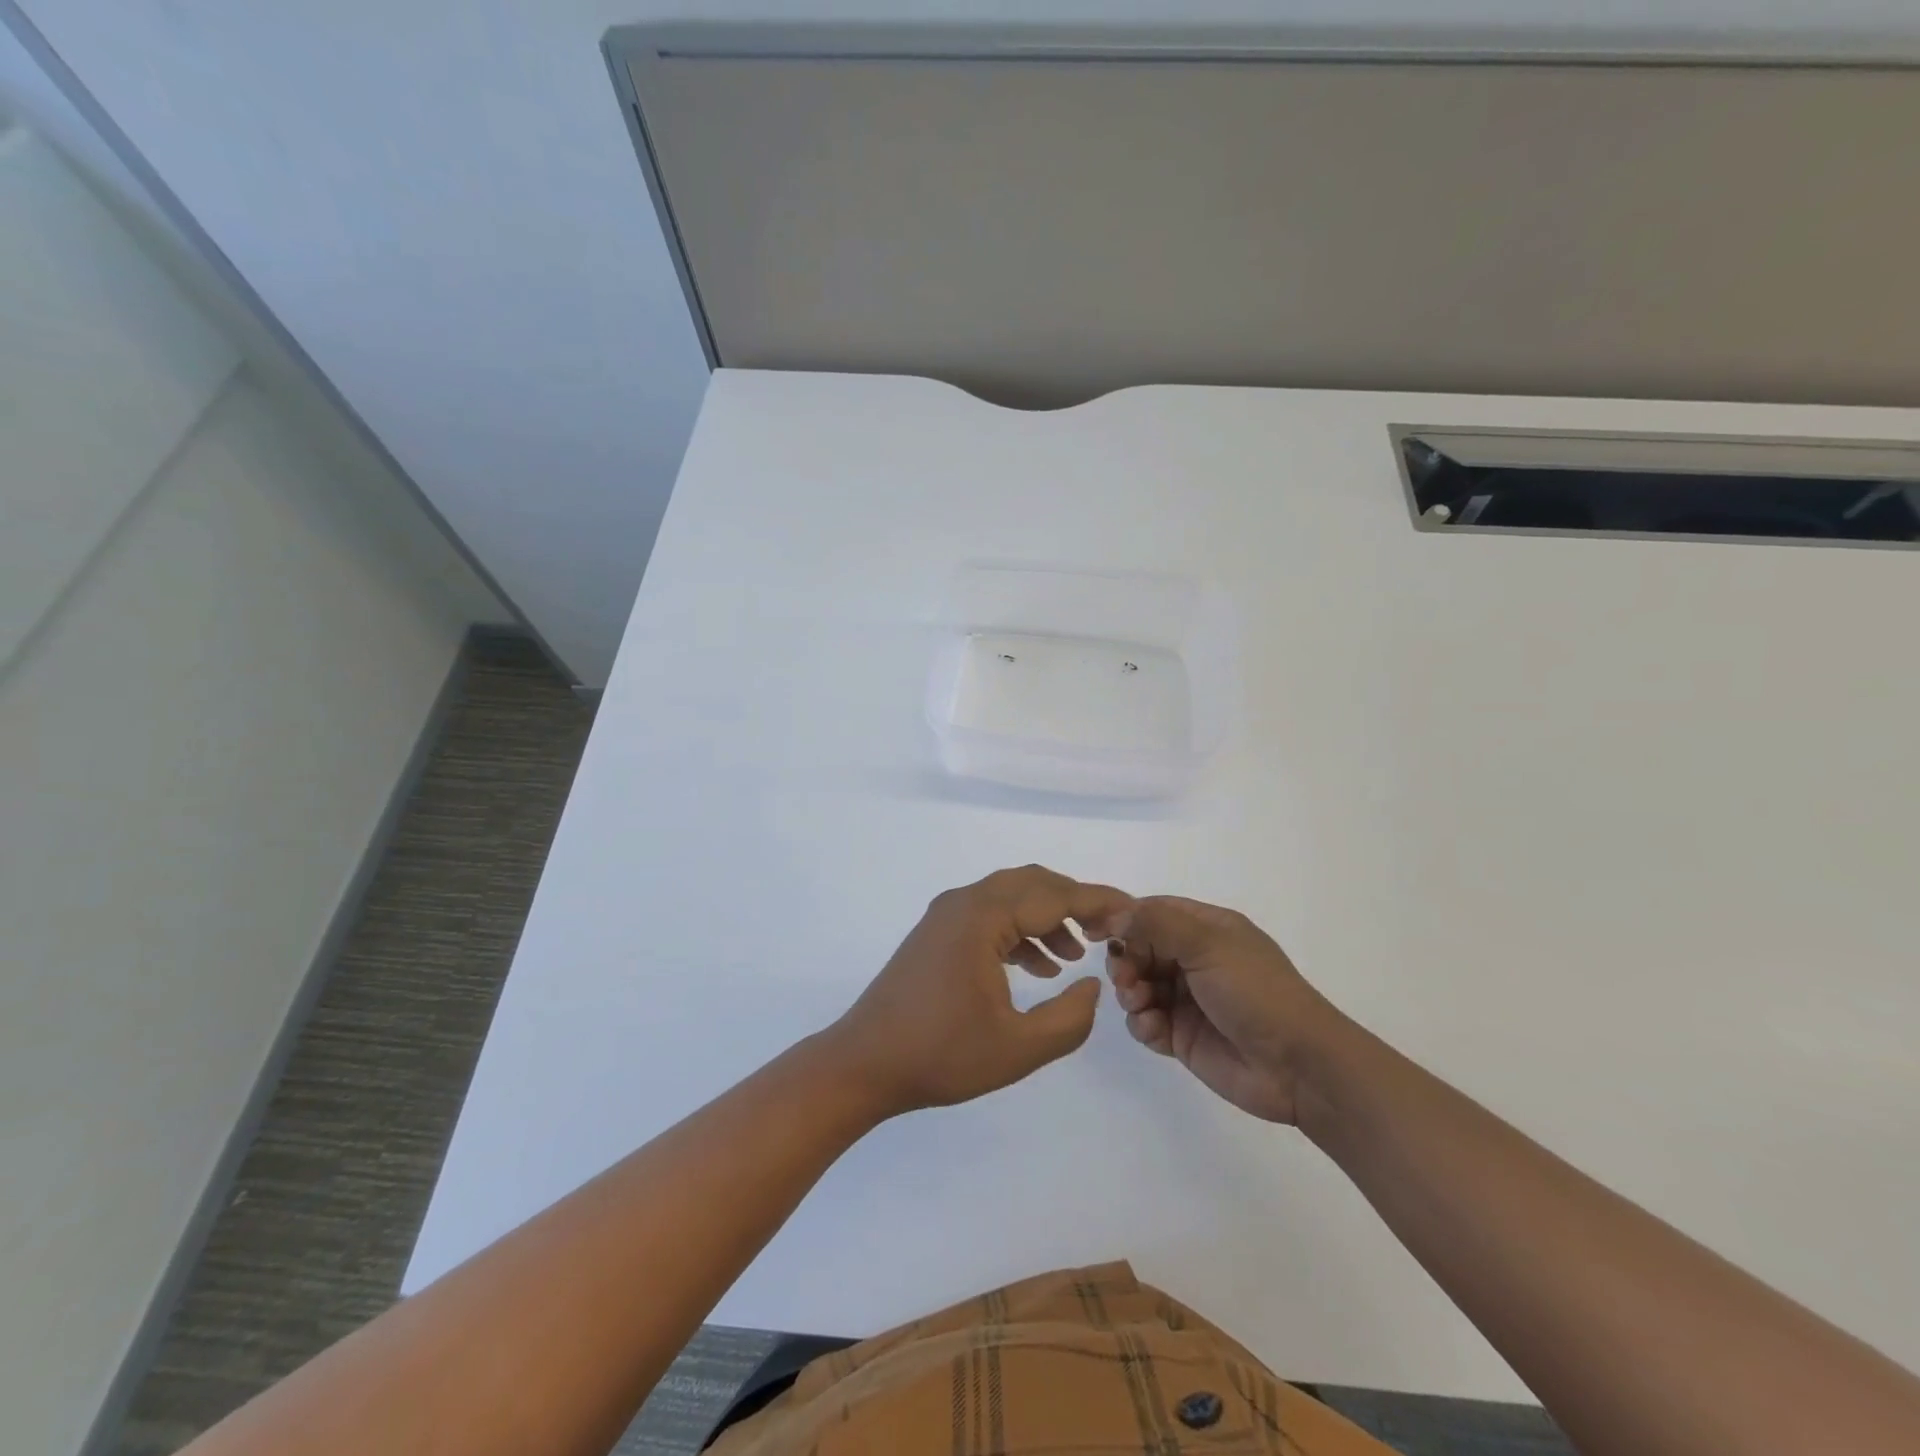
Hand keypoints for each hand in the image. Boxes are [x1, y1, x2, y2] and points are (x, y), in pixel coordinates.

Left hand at [829, 866, 1131, 1117]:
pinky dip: (1019, 931)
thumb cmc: (941, 1055)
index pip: (1054, 896)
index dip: (1098, 902)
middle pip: (1032, 884)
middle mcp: (963, 902)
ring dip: (1046, 917)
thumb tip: (1092, 983)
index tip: (1133, 911)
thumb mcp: (1018, 1048)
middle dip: (1074, 902)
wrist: (864, 1063)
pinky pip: (989, 915)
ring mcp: (946, 915)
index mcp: (982, 917)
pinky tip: (1036, 967)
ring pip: (1010, 897)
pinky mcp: (937, 933)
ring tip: (1074, 955)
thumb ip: (1069, 1018)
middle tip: (1108, 930)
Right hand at [1106, 896, 1336, 1124]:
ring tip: (1140, 1004)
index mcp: (1207, 929)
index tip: (1094, 931)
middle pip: (1139, 949)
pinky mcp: (1182, 1035)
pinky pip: (1146, 1022)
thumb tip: (1115, 914)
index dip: (1124, 918)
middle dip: (1125, 961)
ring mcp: (1187, 999)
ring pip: (1137, 986)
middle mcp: (1195, 959)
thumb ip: (1157, 924)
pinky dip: (1143, 1024)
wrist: (1297, 1066)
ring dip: (1130, 993)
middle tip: (1125, 978)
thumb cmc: (1256, 992)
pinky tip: (1156, 1030)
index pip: (1154, 912)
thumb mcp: (1208, 945)